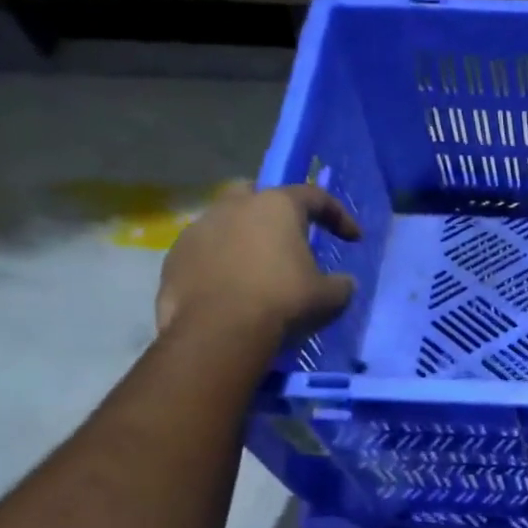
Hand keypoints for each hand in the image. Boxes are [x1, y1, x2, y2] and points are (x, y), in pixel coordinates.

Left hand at [155, 181, 360, 340]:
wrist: (219, 333)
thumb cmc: (283, 303)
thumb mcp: (329, 297)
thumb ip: (340, 284)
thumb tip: (343, 282)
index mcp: (277, 207)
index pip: (315, 196)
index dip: (338, 215)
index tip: (352, 238)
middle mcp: (234, 206)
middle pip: (258, 194)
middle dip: (275, 212)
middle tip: (289, 239)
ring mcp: (198, 229)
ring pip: (226, 222)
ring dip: (243, 238)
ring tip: (257, 269)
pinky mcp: (174, 257)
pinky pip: (204, 251)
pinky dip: (220, 263)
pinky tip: (230, 289)